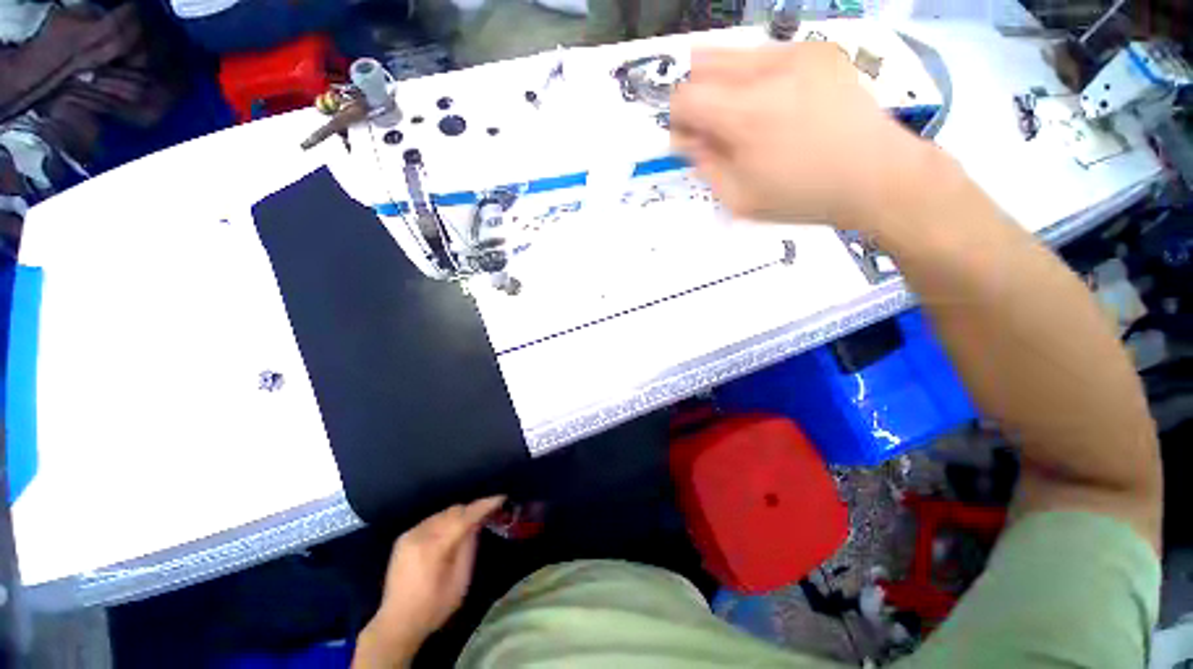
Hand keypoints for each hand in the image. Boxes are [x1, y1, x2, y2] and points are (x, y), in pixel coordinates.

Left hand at [354, 496, 504, 667]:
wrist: (396, 623)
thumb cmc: (433, 608)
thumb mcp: (460, 582)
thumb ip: (469, 548)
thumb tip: (477, 523)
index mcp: (433, 548)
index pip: (464, 517)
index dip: (483, 505)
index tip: (501, 498)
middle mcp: (419, 535)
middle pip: (453, 511)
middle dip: (471, 510)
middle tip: (488, 514)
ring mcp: (409, 535)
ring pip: (442, 514)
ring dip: (459, 515)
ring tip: (471, 523)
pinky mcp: (404, 538)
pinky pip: (431, 521)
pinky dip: (445, 521)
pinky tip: (451, 532)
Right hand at [670, 43, 930, 228]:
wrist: (874, 175)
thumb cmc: (802, 195)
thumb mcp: (739, 198)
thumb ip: (704, 165)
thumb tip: (688, 138)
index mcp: (746, 114)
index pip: (684, 96)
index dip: (679, 121)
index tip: (691, 140)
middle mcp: (768, 71)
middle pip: (702, 64)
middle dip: (697, 99)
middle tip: (714, 130)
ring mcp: (797, 53)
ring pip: (732, 55)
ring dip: (724, 87)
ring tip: (745, 119)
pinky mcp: (817, 50)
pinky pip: (765, 55)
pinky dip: (754, 79)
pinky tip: (774, 107)